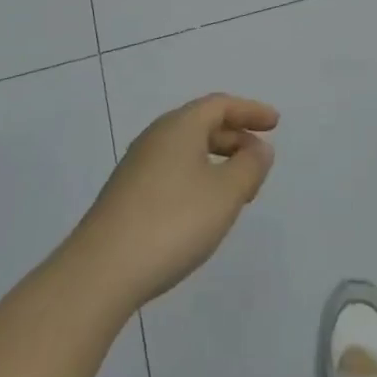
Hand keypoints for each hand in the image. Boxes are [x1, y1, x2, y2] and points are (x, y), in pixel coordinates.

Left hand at [72, 94, 277, 309]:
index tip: (275, 124)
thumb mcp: (225, 194)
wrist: (101, 271)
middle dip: (235, 137)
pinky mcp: (126, 195)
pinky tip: (204, 209)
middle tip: (259, 159)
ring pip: (186, 150)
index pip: (220, 105)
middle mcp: (156, 137)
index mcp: (179, 126)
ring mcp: (137, 166)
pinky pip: (172, 171)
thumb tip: (258, 148)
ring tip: (238, 189)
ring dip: (217, 160)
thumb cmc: (173, 222)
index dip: (250, 111)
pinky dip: (197, 177)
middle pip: (201, 124)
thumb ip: (249, 167)